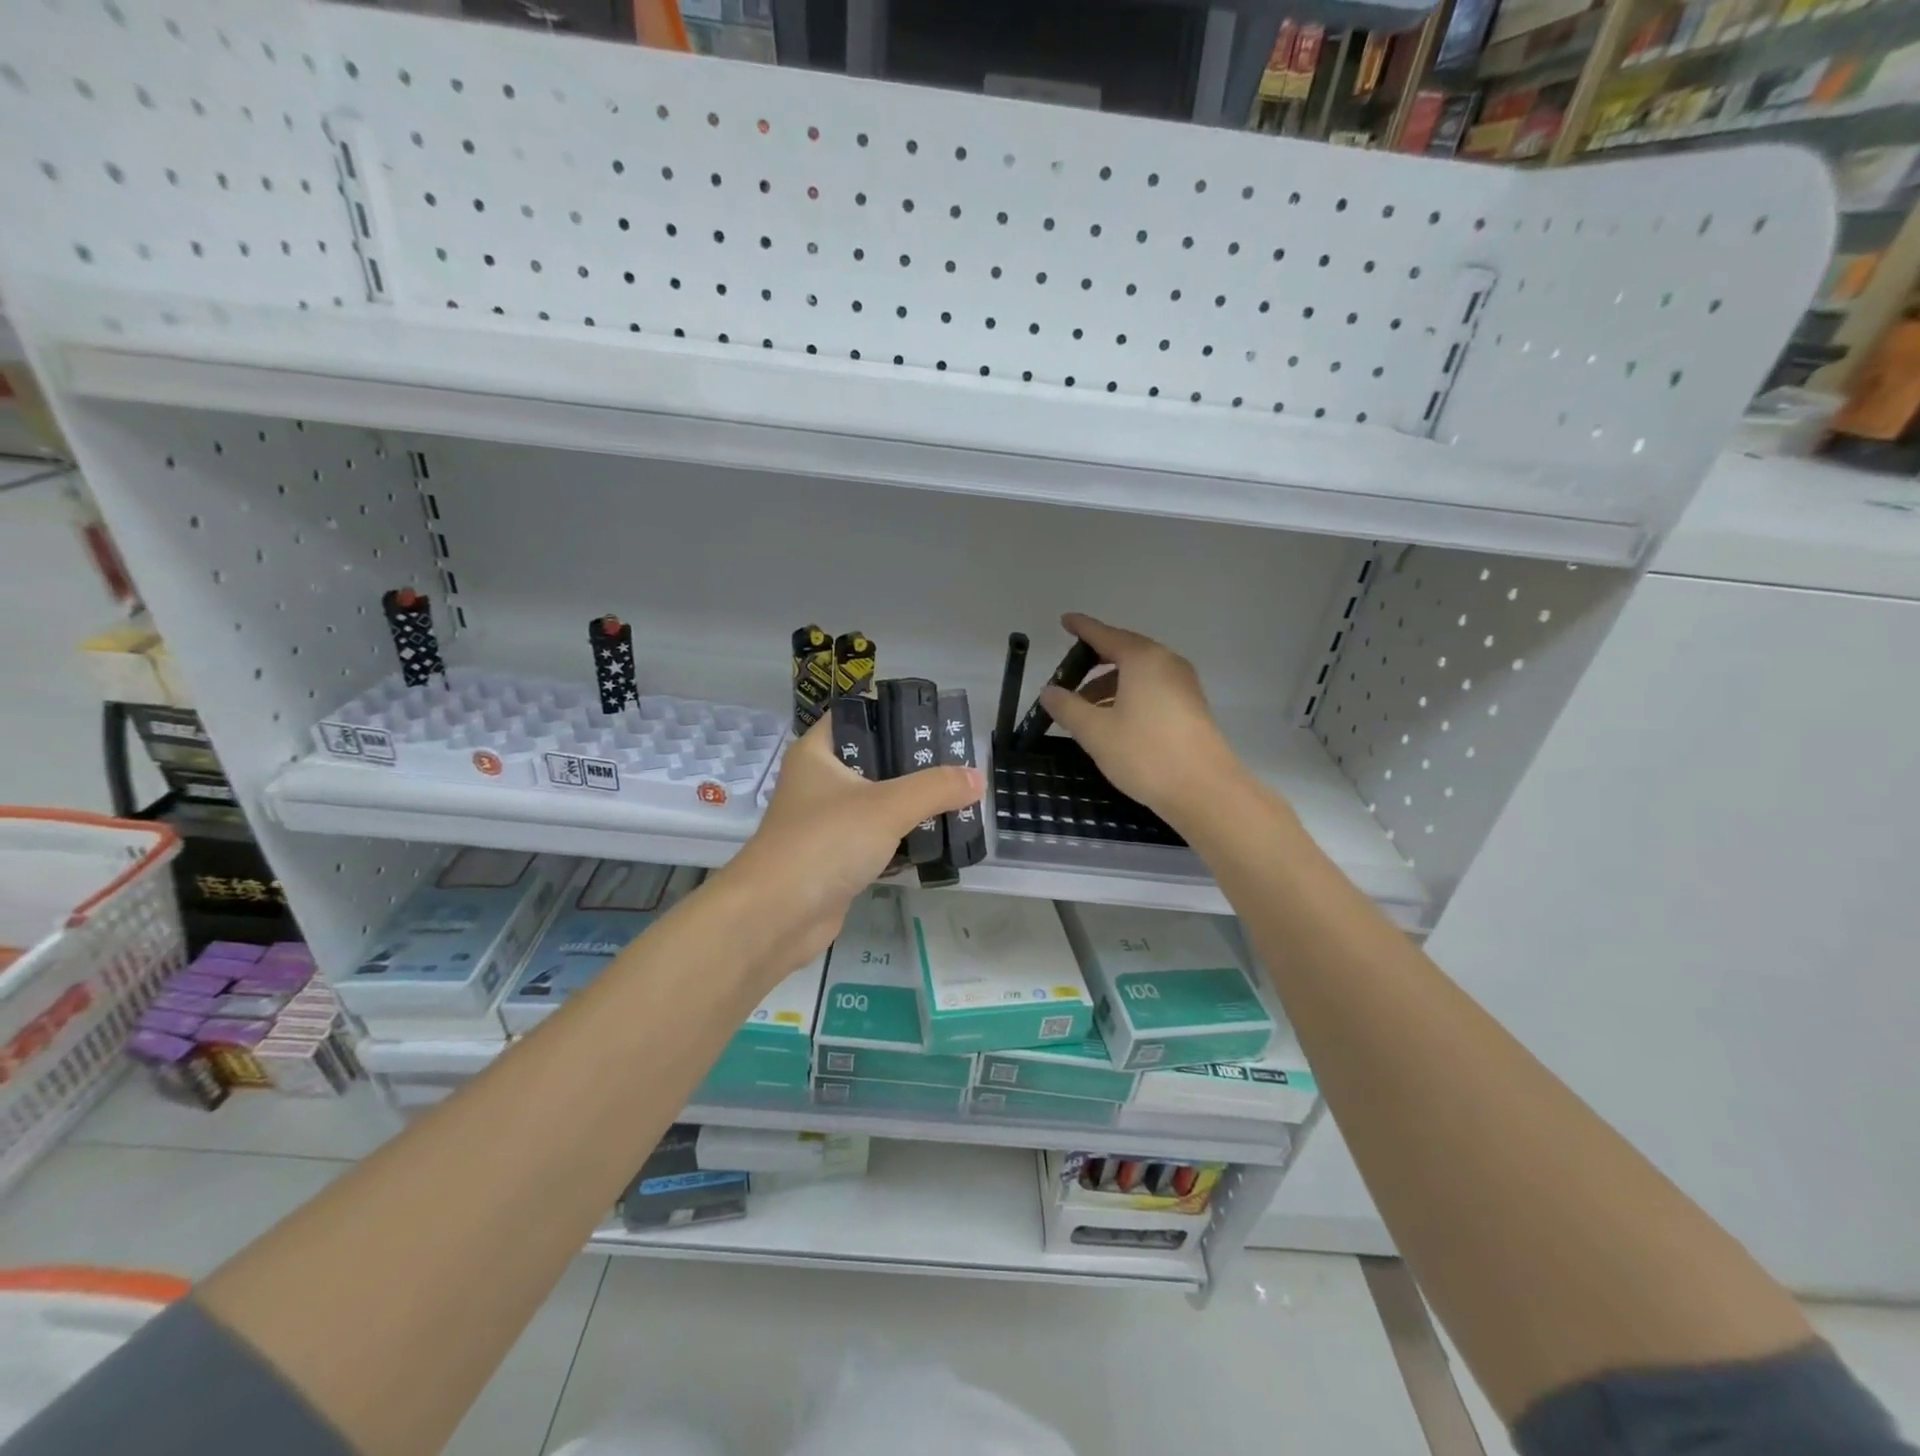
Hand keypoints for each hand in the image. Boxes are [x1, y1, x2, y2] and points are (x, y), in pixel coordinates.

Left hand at [721, 717, 981, 976]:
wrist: (776, 916)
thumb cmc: (825, 842)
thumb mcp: (887, 806)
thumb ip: (935, 788)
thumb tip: (977, 777)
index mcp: (818, 753)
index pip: (857, 716)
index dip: (894, 713)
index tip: (936, 721)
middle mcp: (819, 781)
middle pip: (874, 761)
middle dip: (916, 764)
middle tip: (959, 764)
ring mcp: (827, 822)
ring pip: (878, 802)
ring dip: (914, 804)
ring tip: (959, 798)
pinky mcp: (837, 858)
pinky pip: (878, 838)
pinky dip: (904, 838)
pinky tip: (938, 838)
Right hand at [1039, 612, 1247, 828]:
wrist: (1204, 790)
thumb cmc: (1145, 753)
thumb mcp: (1095, 731)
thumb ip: (1068, 707)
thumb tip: (1048, 691)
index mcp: (1142, 659)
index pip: (1105, 635)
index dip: (1082, 628)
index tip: (1065, 621)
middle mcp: (1166, 663)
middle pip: (1124, 653)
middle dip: (1094, 663)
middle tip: (1067, 677)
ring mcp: (1183, 685)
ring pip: (1138, 675)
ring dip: (1109, 686)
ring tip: (1084, 710)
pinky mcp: (1191, 707)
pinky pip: (1152, 690)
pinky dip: (1128, 697)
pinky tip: (1113, 721)